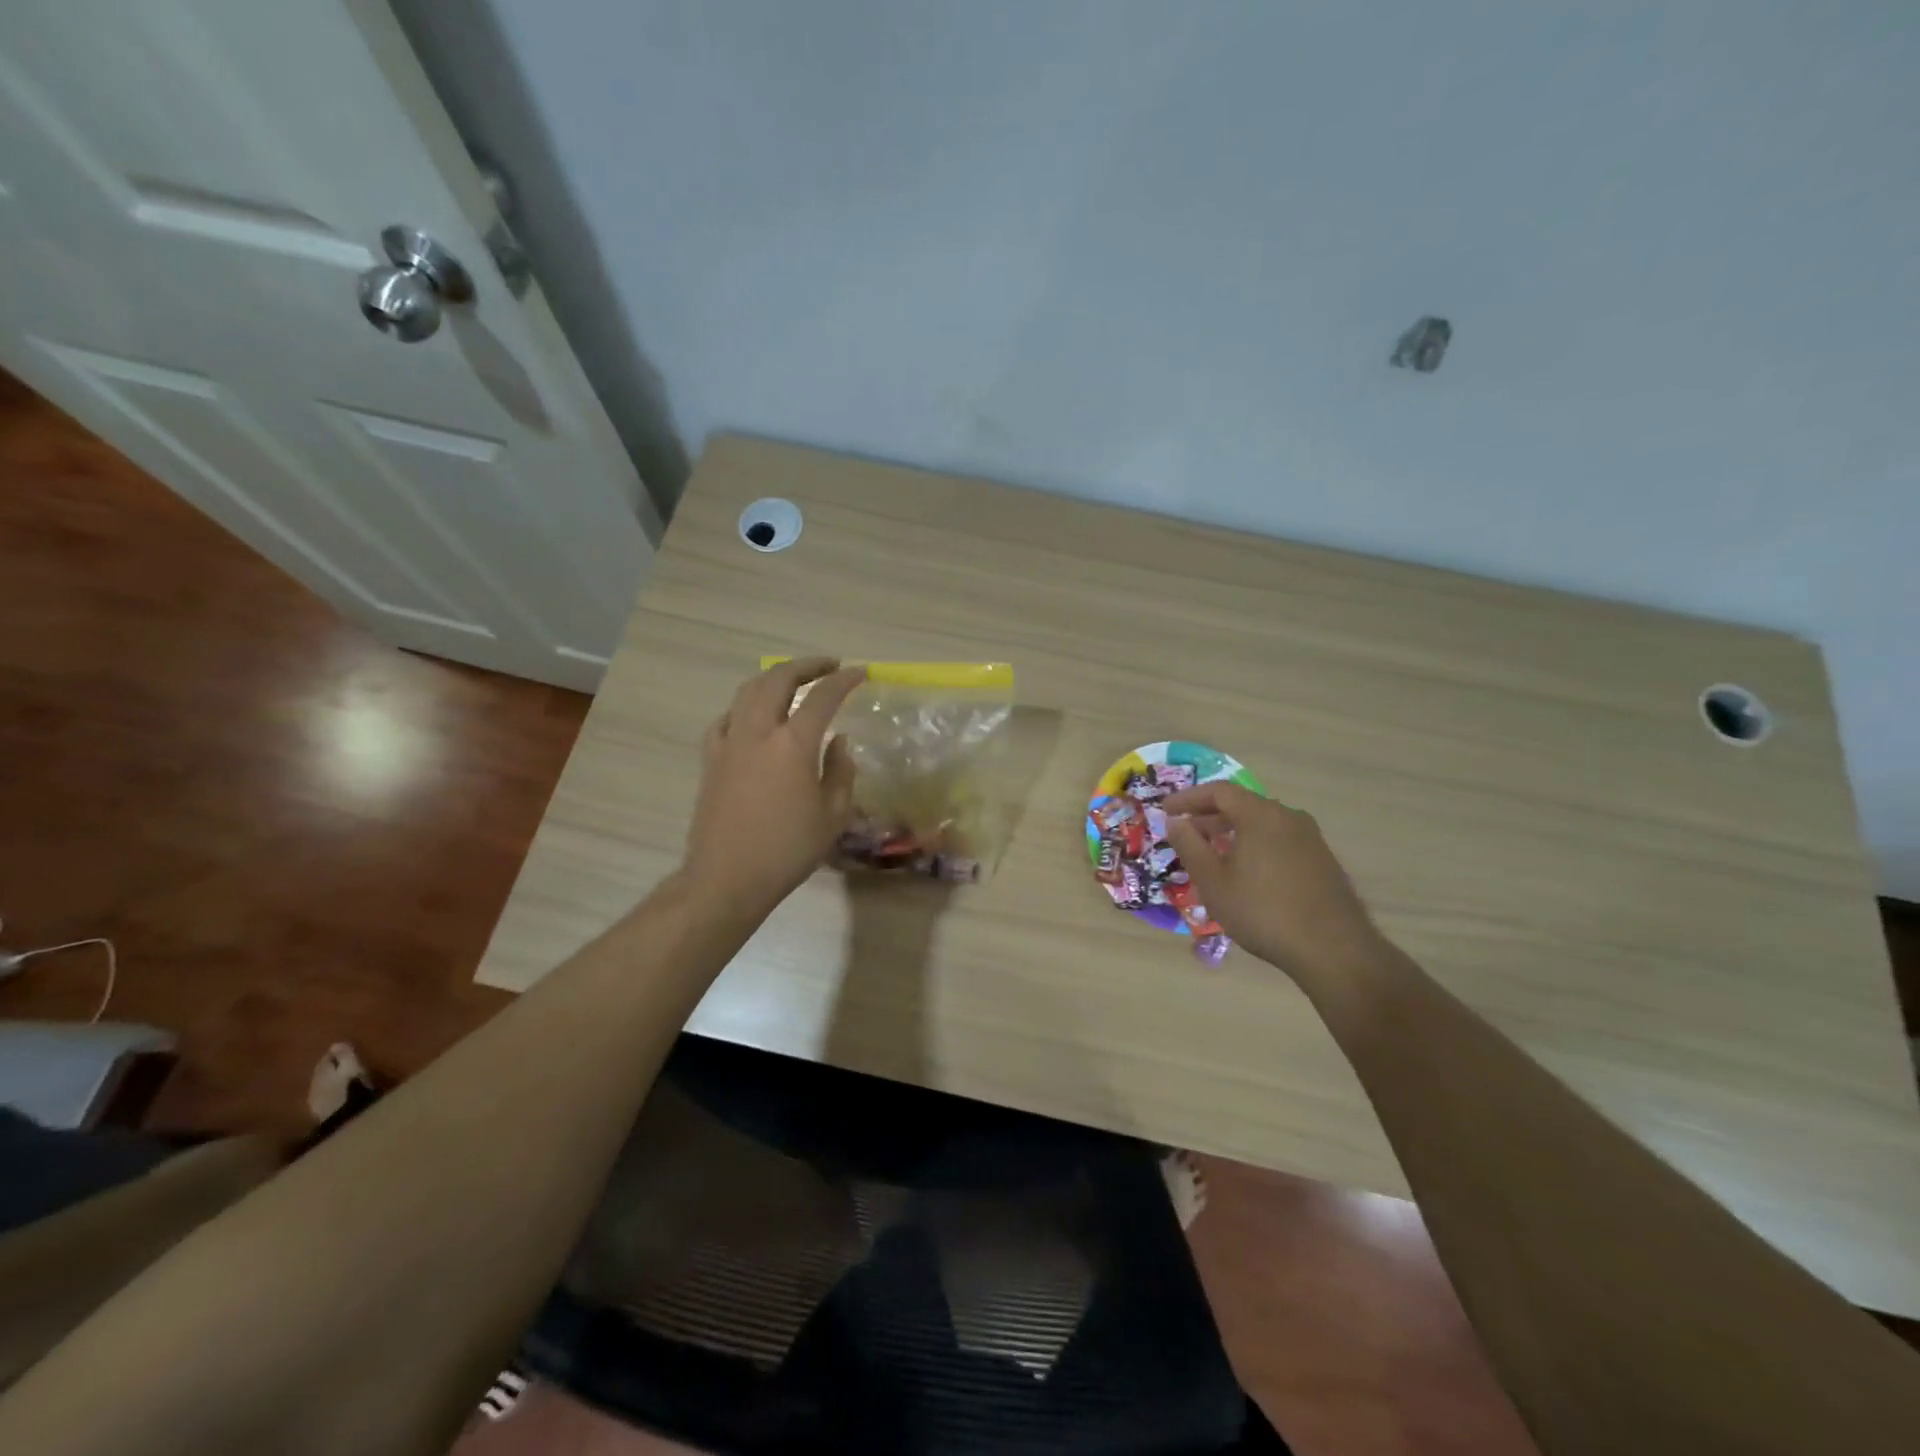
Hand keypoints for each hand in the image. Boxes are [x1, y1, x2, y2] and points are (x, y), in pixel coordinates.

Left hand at [681, 658, 866, 917]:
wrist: (727, 877)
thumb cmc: (788, 850)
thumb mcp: (832, 815)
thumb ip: (841, 771)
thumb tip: (839, 741)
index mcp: (793, 745)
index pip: (823, 697)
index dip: (844, 680)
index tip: (860, 673)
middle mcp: (758, 732)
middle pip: (778, 679)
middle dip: (806, 666)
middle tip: (828, 666)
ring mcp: (729, 743)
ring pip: (748, 691)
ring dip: (773, 678)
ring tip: (792, 681)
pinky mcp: (711, 759)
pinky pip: (726, 718)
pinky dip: (745, 707)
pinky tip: (753, 716)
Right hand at [1163, 783, 1382, 981]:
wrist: (1333, 949)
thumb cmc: (1262, 911)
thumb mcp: (1213, 881)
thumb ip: (1189, 846)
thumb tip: (1175, 821)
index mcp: (1260, 815)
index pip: (1219, 791)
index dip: (1188, 798)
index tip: (1166, 810)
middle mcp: (1288, 817)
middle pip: (1242, 805)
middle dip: (1209, 817)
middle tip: (1186, 834)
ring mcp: (1310, 838)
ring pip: (1262, 824)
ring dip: (1233, 832)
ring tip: (1213, 855)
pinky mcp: (1322, 860)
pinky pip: (1279, 840)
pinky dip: (1255, 845)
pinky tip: (1247, 873)